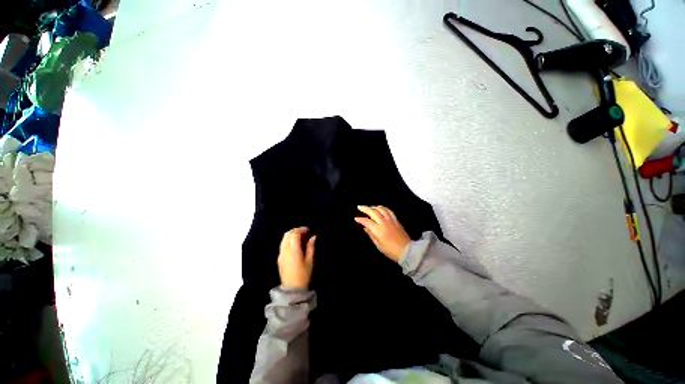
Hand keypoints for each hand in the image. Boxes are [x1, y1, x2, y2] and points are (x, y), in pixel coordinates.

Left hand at [277, 227, 315, 289]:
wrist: (292, 289)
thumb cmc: (303, 275)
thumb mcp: (310, 261)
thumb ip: (311, 247)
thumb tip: (313, 237)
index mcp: (293, 250)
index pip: (294, 234)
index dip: (301, 229)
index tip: (308, 230)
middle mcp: (285, 250)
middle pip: (288, 234)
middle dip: (296, 230)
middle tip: (304, 232)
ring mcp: (281, 254)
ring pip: (284, 239)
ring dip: (291, 235)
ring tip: (300, 236)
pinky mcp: (279, 258)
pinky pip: (282, 245)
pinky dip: (288, 240)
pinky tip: (294, 244)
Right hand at [355, 206, 410, 261]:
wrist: (407, 250)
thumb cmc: (391, 250)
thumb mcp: (378, 245)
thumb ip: (371, 235)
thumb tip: (366, 228)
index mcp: (378, 229)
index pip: (367, 221)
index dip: (360, 219)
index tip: (356, 218)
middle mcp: (384, 222)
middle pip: (373, 211)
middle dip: (365, 208)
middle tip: (360, 207)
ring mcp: (391, 220)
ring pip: (381, 209)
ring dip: (374, 207)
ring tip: (369, 207)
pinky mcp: (396, 220)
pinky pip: (389, 210)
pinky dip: (383, 208)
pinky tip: (380, 208)